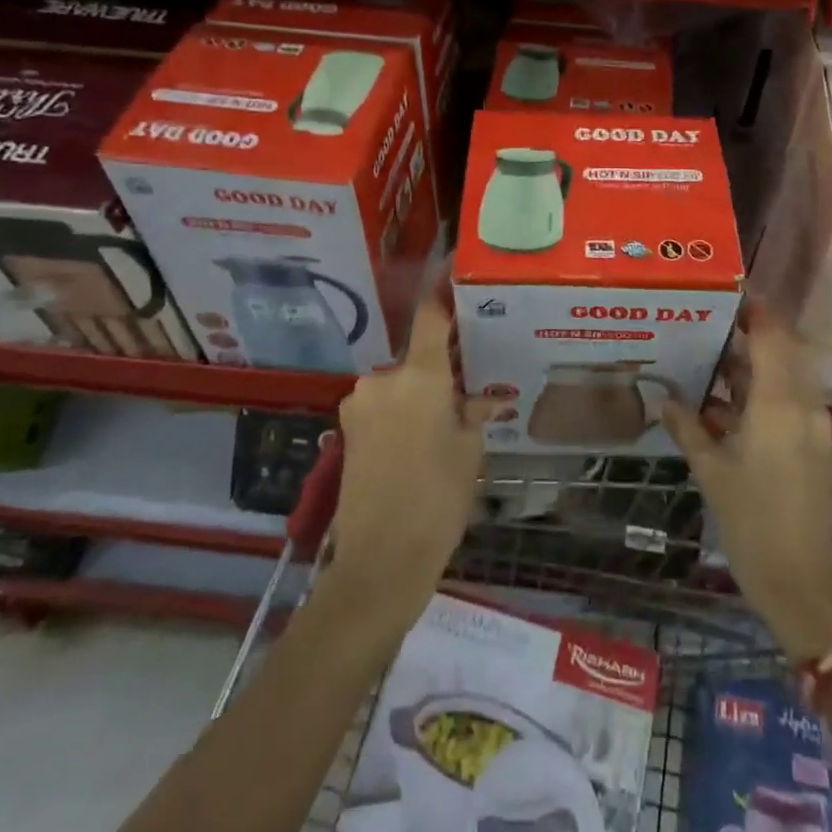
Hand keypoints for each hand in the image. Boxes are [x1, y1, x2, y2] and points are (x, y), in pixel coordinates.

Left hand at [325, 294, 497, 638]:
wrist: (379, 562)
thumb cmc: (438, 500)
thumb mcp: (469, 451)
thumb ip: (474, 411)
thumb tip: (483, 398)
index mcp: (419, 376)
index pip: (431, 314)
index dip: (443, 288)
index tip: (455, 269)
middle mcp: (383, 378)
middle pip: (418, 354)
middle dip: (442, 363)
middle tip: (469, 382)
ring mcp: (359, 402)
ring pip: (400, 381)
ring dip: (421, 390)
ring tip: (446, 421)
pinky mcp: (347, 426)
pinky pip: (384, 403)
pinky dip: (403, 409)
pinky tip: (420, 439)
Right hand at [664, 314, 831, 659]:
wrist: (800, 584)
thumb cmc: (751, 521)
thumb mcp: (711, 471)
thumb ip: (688, 427)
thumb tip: (664, 398)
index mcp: (780, 404)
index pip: (773, 336)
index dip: (755, 309)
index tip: (728, 293)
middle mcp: (805, 406)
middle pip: (785, 351)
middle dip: (754, 333)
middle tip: (714, 323)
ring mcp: (816, 428)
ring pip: (789, 377)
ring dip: (758, 365)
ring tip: (716, 360)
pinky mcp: (817, 448)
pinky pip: (793, 403)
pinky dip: (766, 393)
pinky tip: (731, 406)